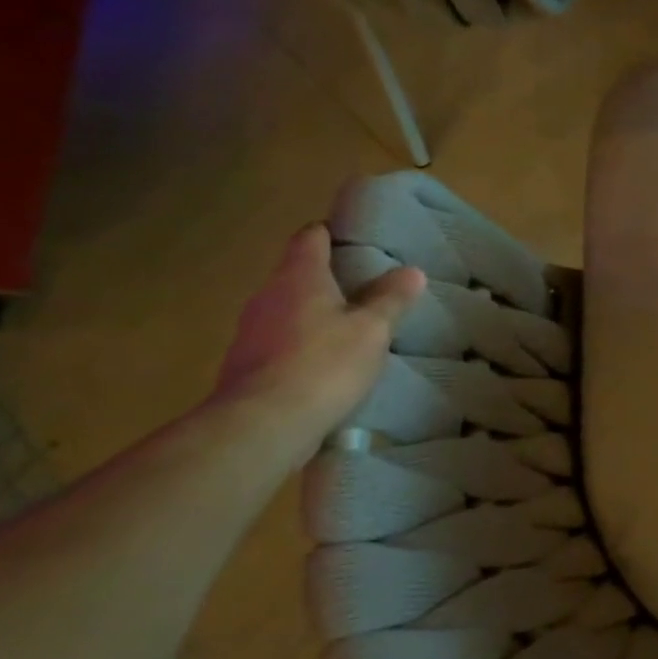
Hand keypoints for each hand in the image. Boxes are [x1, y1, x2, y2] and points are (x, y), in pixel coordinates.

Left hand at [211, 223, 425, 462]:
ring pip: (288, 309)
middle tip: (368, 288)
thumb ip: (391, 299)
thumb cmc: (324, 364)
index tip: (357, 241)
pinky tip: (328, 364)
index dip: (332, 234)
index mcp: (299, 277)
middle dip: (330, 278)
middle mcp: (268, 295)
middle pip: (298, 273)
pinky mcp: (247, 364)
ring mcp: (251, 331)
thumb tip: (411, 271)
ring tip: (353, 328)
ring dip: (316, 313)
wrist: (263, 424)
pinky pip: (281, 341)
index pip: (310, 237)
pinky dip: (304, 343)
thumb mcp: (372, 330)